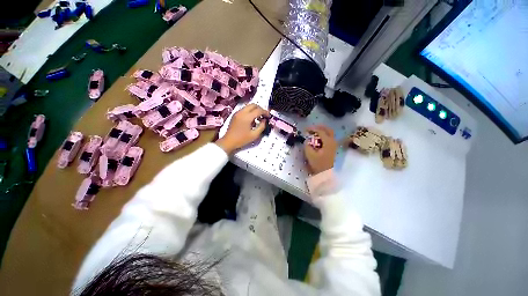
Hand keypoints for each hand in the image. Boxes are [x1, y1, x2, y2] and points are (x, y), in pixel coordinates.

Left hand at [216, 104, 269, 153]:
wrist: (229, 141)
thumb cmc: (242, 139)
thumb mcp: (254, 135)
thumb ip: (261, 127)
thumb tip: (264, 121)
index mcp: (247, 117)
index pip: (258, 110)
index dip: (265, 112)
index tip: (269, 116)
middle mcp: (242, 112)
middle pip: (253, 105)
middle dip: (260, 109)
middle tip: (264, 115)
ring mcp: (237, 113)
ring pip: (248, 106)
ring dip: (255, 110)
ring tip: (258, 118)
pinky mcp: (235, 115)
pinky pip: (244, 110)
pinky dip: (250, 112)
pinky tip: (252, 120)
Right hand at [304, 125, 337, 173]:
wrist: (325, 173)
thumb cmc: (318, 164)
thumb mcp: (310, 154)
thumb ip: (307, 145)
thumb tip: (307, 140)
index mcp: (328, 142)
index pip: (320, 131)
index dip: (312, 128)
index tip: (305, 129)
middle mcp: (333, 141)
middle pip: (328, 129)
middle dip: (319, 127)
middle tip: (311, 128)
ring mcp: (334, 145)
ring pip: (329, 133)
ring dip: (321, 131)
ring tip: (313, 132)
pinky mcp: (332, 148)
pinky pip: (329, 138)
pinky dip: (323, 135)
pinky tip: (317, 139)